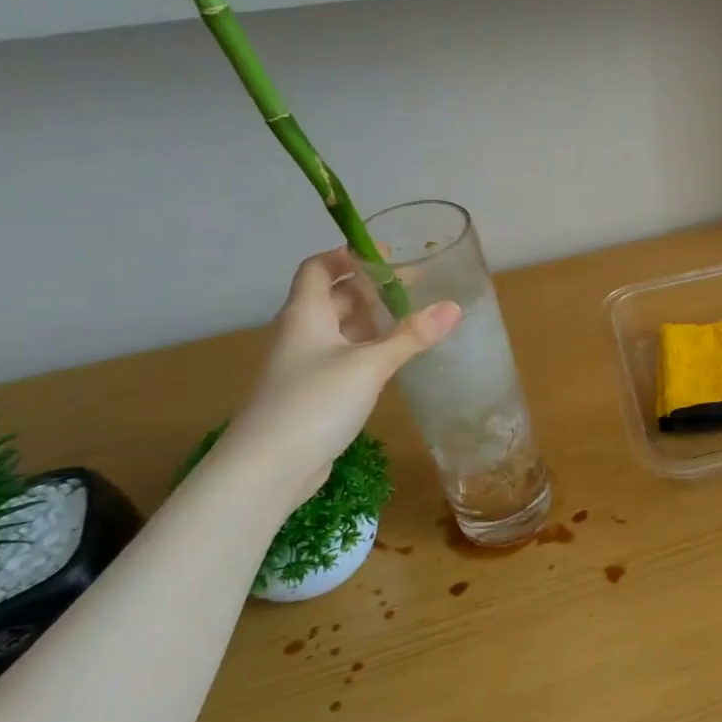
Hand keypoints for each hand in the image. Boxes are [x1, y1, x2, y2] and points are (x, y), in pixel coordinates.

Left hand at [220, 249, 461, 507]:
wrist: (268, 467)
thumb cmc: (314, 402)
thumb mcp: (370, 364)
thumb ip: (412, 336)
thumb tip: (454, 307)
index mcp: (306, 314)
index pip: (319, 268)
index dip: (347, 256)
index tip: (385, 254)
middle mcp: (301, 333)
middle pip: (332, 298)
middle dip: (368, 288)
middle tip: (411, 286)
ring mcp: (304, 365)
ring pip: (339, 330)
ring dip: (370, 320)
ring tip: (410, 318)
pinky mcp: (312, 393)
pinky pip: (342, 358)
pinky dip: (367, 349)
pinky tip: (393, 359)